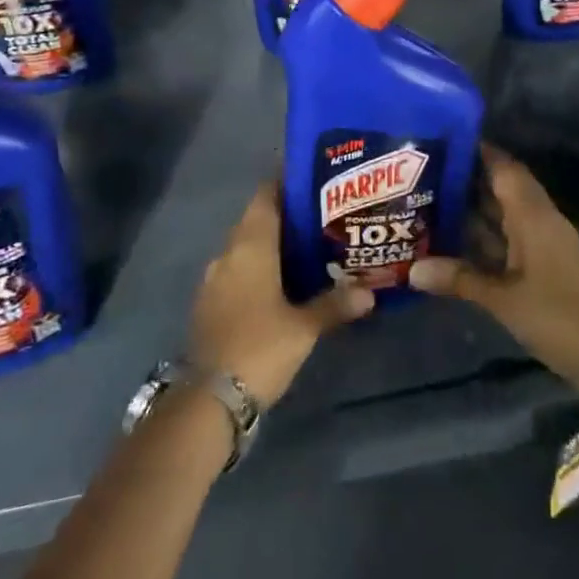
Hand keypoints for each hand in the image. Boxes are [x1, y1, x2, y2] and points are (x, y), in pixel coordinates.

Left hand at [189, 185, 373, 407]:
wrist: (207, 398)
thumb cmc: (259, 347)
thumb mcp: (303, 327)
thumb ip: (335, 304)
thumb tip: (370, 292)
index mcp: (250, 245)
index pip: (266, 196)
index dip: (286, 183)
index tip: (314, 179)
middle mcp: (229, 252)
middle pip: (257, 219)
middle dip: (287, 215)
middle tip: (323, 215)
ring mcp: (215, 278)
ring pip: (247, 246)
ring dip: (272, 243)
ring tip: (310, 246)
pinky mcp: (210, 302)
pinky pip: (238, 270)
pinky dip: (259, 267)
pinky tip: (283, 282)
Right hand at [409, 146, 578, 423]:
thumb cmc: (561, 318)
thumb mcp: (504, 300)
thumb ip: (460, 279)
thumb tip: (411, 269)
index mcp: (533, 215)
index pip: (503, 167)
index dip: (476, 151)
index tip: (440, 140)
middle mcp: (540, 220)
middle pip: (502, 187)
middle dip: (467, 178)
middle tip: (424, 172)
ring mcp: (545, 244)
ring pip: (505, 214)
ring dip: (474, 208)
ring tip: (430, 201)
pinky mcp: (547, 266)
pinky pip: (511, 237)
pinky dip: (487, 235)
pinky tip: (458, 242)